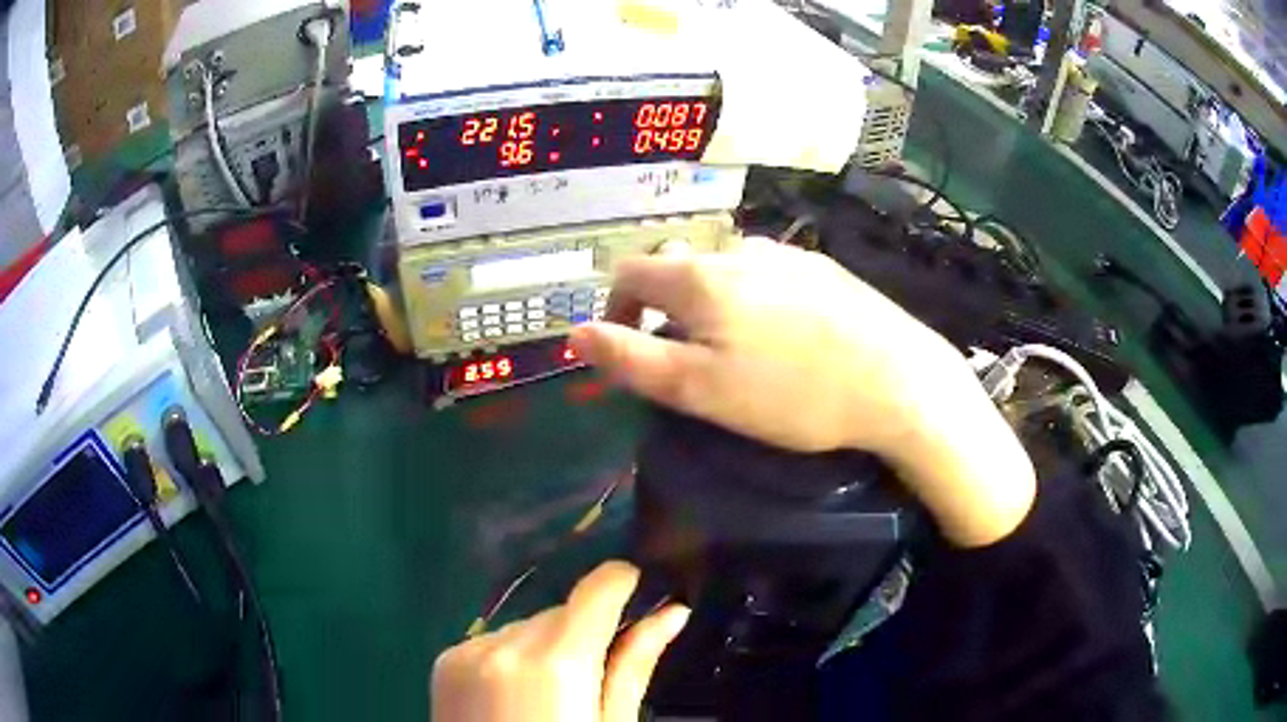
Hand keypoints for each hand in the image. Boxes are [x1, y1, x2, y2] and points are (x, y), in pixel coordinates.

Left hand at [432, 561, 689, 721]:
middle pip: (561, 612)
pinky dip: (512, 657)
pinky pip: (494, 641)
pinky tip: (514, 696)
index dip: (623, 583)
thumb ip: (634, 666)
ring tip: (548, 696)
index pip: (597, 589)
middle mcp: (506, 644)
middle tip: (594, 678)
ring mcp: (467, 650)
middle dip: (584, 632)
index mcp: (556, 663)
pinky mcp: (444, 661)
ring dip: (546, 645)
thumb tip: (672, 612)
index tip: (641, 592)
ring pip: (527, 626)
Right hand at [570, 240, 1034, 546]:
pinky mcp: (822, 267)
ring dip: (708, 300)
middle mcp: (739, 250)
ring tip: (731, 347)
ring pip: (724, 267)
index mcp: (701, 277)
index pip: (630, 273)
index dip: (614, 307)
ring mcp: (786, 254)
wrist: (898, 381)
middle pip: (677, 266)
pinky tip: (780, 333)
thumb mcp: (701, 390)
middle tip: (682, 356)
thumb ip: (632, 359)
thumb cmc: (794, 395)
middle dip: (662, 305)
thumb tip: (574, 334)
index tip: (625, 345)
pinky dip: (750, 296)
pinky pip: (766, 272)